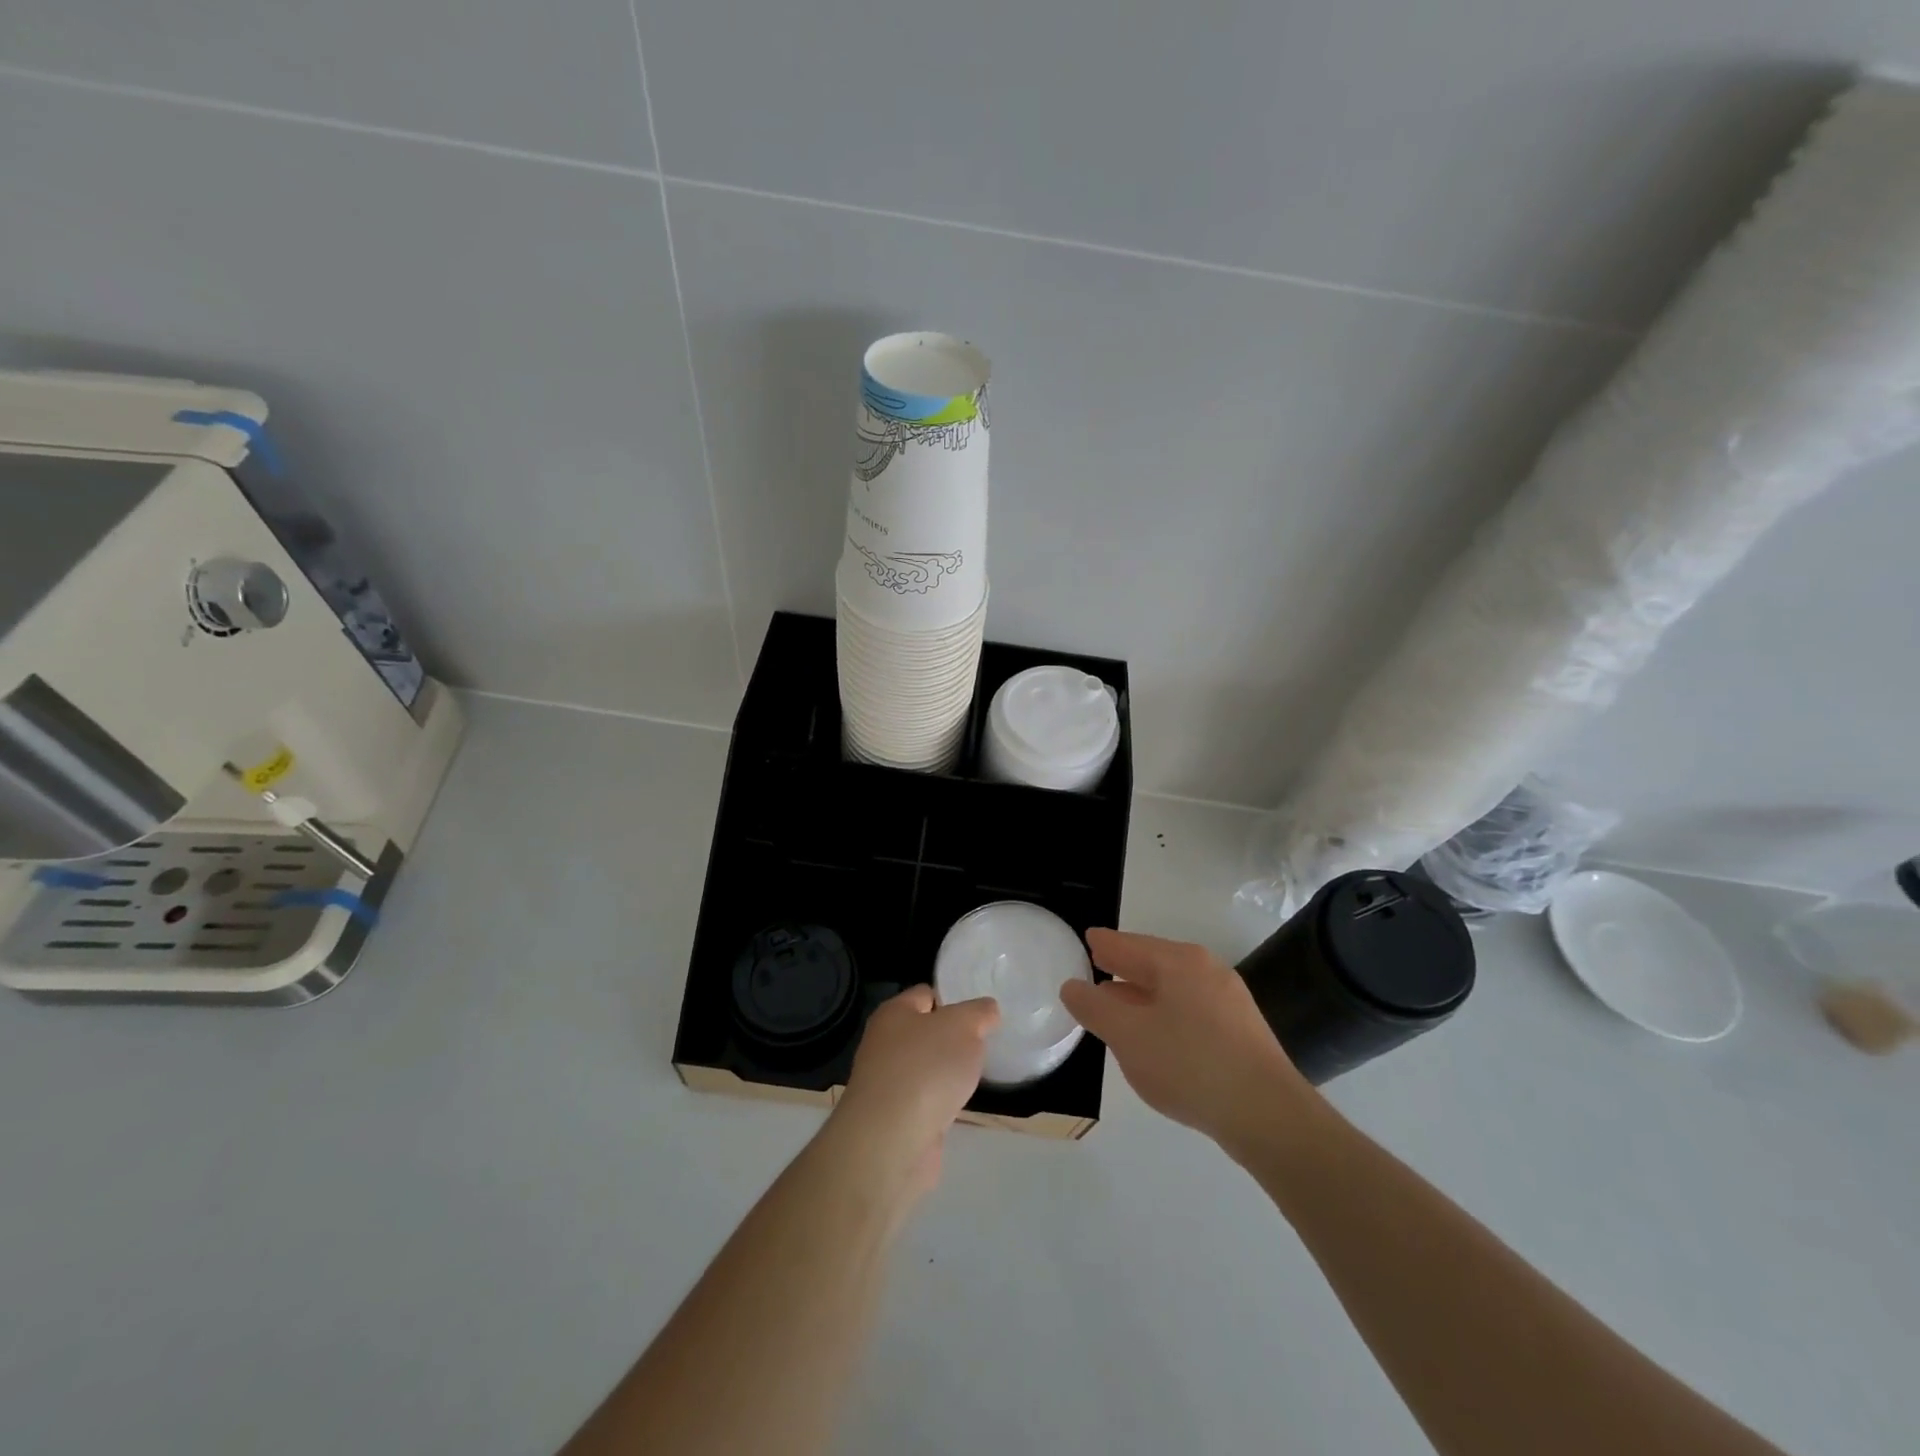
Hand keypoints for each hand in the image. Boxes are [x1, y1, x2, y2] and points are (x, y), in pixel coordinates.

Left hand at [832, 987, 998, 1194]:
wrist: (891, 1142)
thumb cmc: (925, 1068)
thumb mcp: (963, 1026)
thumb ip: (979, 1013)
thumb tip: (987, 1010)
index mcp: (894, 1013)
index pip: (926, 994)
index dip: (953, 999)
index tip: (981, 1013)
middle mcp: (885, 1044)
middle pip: (926, 1032)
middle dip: (954, 1038)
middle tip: (986, 1044)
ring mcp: (888, 1083)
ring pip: (927, 1068)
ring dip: (948, 1073)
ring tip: (979, 1074)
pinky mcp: (896, 1119)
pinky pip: (926, 1100)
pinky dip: (943, 1102)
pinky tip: (962, 1105)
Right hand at [1060, 929, 1319, 1156]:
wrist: (1268, 1115)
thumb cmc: (1189, 1064)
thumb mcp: (1128, 1036)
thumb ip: (1095, 1008)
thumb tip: (1073, 986)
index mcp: (1178, 961)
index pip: (1129, 944)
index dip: (1104, 944)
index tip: (1087, 940)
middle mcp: (1206, 970)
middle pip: (1153, 962)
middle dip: (1124, 968)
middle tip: (1097, 969)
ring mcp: (1229, 1000)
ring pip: (1173, 988)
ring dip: (1143, 995)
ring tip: (1119, 1008)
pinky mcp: (1241, 1031)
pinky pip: (1191, 1010)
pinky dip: (1166, 1015)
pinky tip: (1157, 1039)